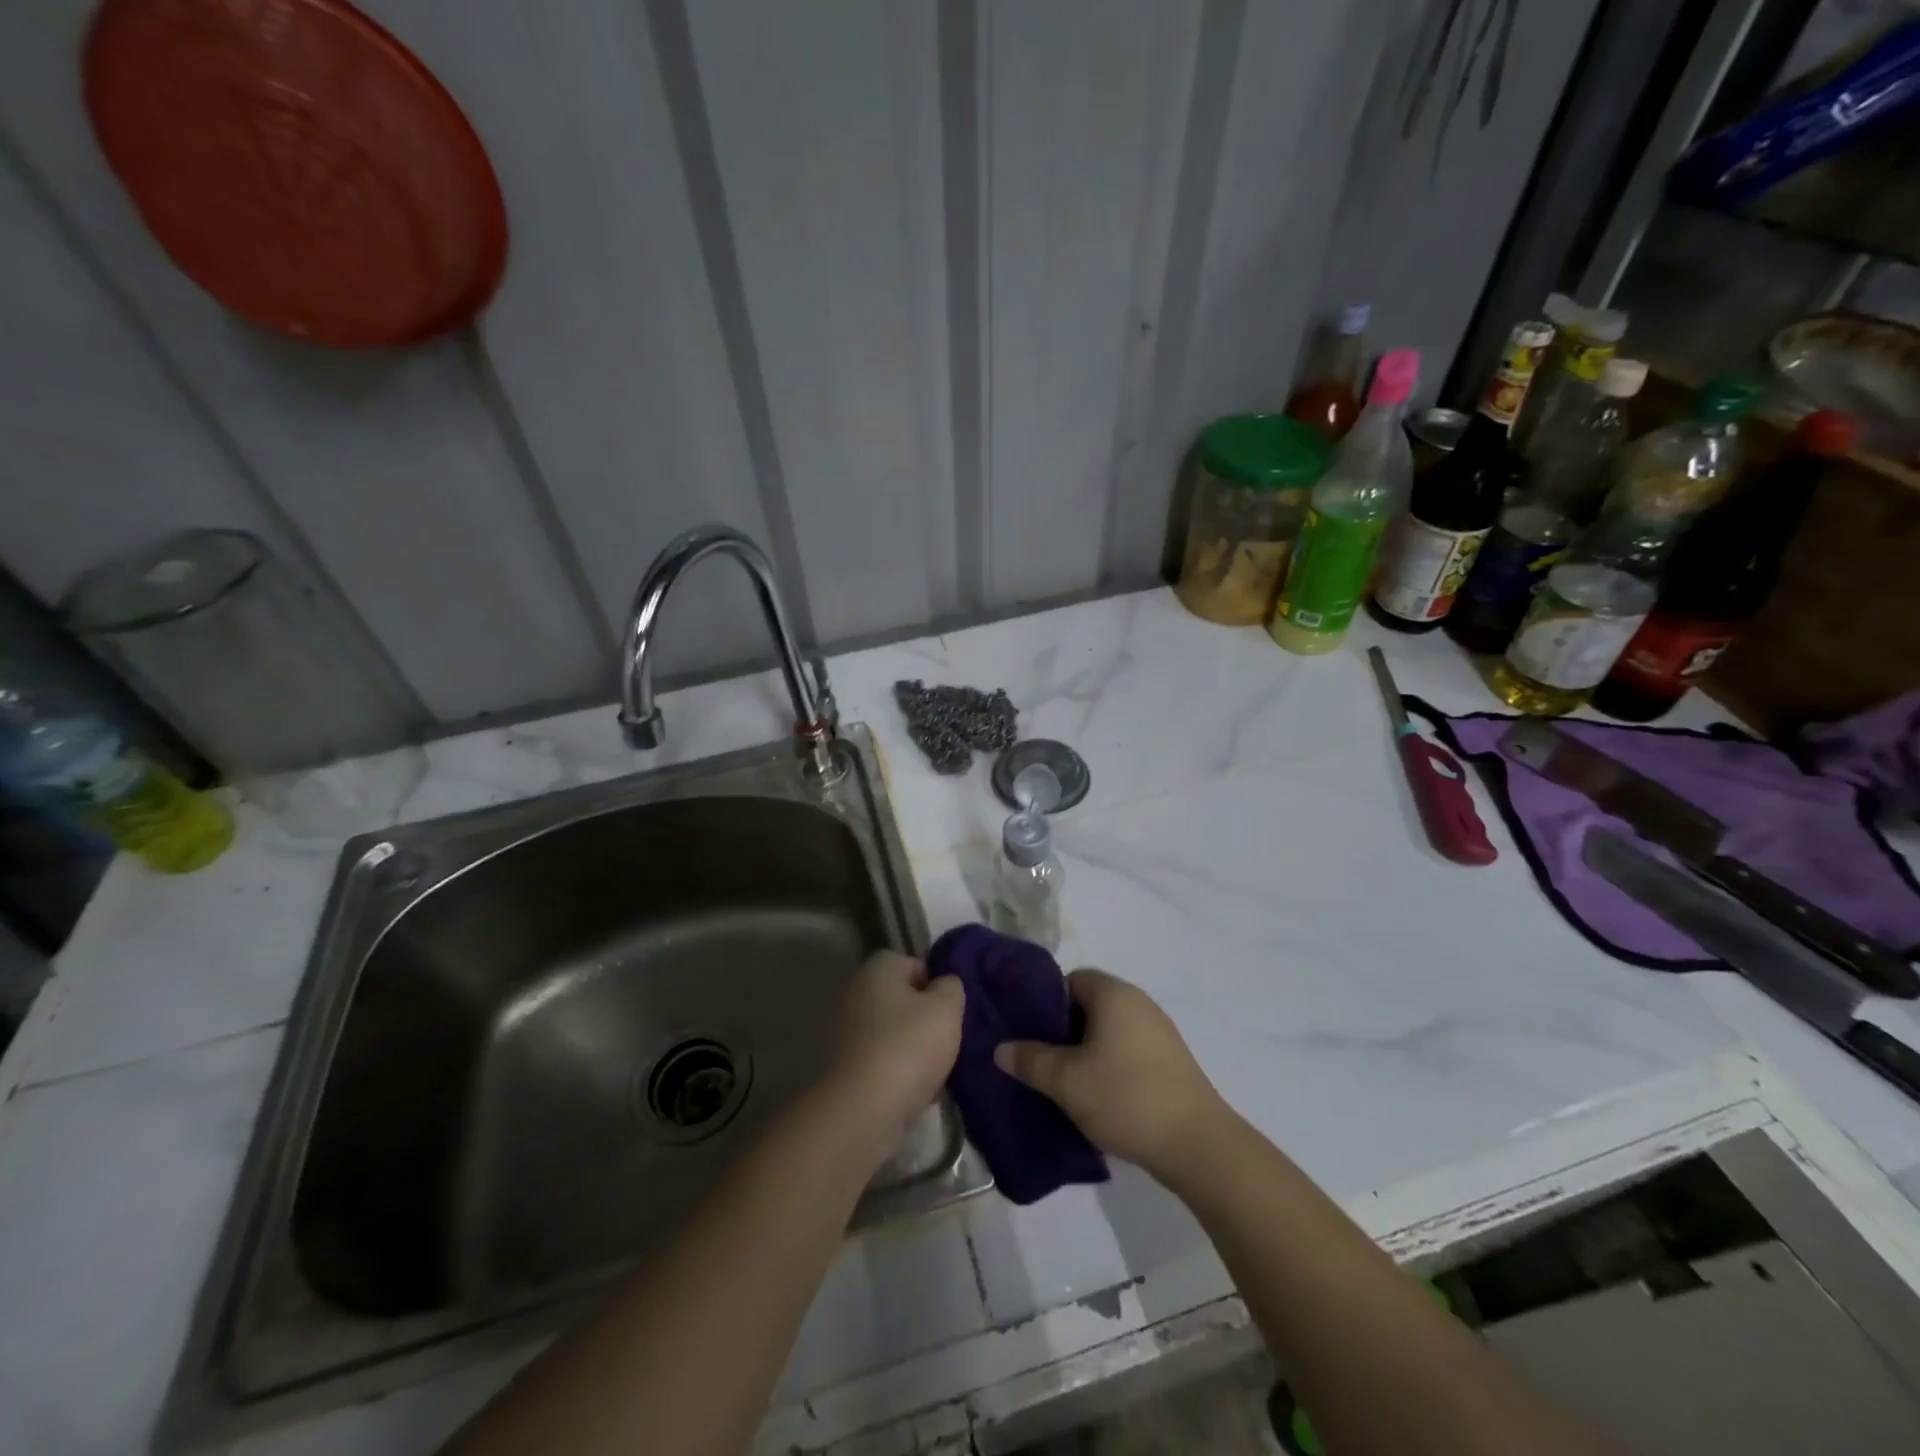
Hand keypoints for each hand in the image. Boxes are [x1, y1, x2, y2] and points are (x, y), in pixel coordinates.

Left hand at [827, 950, 964, 1141]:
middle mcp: (857, 992)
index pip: (914, 964)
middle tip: (950, 1038)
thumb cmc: (909, 1046)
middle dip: (927, 1017)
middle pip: (903, 999)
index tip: (952, 1009)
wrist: (864, 1110)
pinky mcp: (847, 1066)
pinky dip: (901, 1071)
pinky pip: (884, 1060)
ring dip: (916, 1047)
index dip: (937, 984)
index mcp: (877, 968)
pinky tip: (920, 1089)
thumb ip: (951, 987)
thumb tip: (944, 984)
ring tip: (939, 1068)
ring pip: (895, 1032)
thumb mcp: (946, 1008)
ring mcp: (848, 1031)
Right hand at [995, 970, 1224, 1176]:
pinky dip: (1107, 1065)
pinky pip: (1126, 1050)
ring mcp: (1158, 1031)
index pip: (1069, 980)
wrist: (1197, 1145)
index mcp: (1113, 993)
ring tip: (1062, 1083)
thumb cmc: (1126, 1097)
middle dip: (1061, 1031)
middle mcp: (1138, 1002)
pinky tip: (1096, 1097)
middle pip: (1087, 1005)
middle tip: (1037, 1060)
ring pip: (1107, 1031)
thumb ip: (1030, 1059)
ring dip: (1084, 1052)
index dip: (1044, 1003)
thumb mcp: (1066, 1080)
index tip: (1027, 1032)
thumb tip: (1001, 1048)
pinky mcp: (1169, 1061)